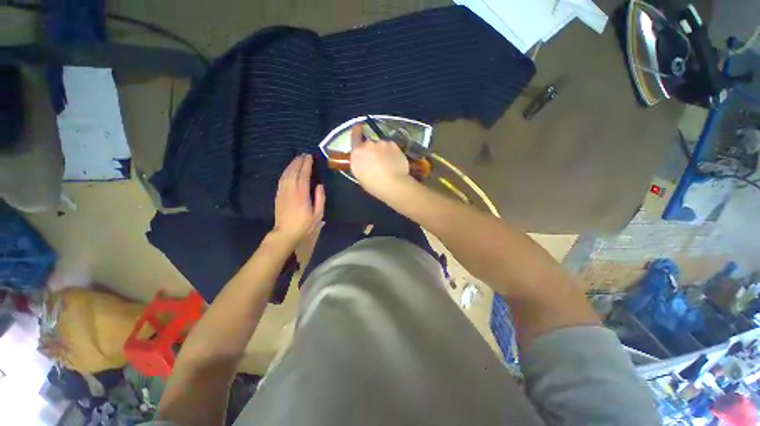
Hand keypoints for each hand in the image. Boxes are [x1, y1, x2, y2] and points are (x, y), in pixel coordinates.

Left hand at [272, 154, 324, 245]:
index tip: (310, 157)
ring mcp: (282, 192)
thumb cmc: (305, 225)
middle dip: (299, 162)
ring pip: (286, 174)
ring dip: (291, 165)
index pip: (304, 175)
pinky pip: (281, 179)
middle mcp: (290, 190)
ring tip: (297, 159)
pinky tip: (289, 170)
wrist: (286, 233)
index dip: (307, 165)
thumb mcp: (318, 214)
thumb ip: (320, 198)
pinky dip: (286, 172)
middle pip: (293, 171)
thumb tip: (320, 185)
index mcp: (301, 193)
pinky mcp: (278, 195)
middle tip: (304, 155)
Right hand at [349, 124, 414, 199]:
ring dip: (383, 151)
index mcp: (356, 152)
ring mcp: (382, 143)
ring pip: (381, 145)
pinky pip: (391, 147)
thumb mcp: (359, 175)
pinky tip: (394, 162)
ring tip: (388, 163)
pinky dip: (392, 152)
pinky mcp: (394, 144)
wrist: (393, 184)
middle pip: (369, 144)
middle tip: (377, 161)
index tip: (359, 126)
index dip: (357, 130)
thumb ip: (359, 163)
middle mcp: (368, 144)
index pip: (355, 136)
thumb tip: (363, 160)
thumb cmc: (373, 185)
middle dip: (372, 150)